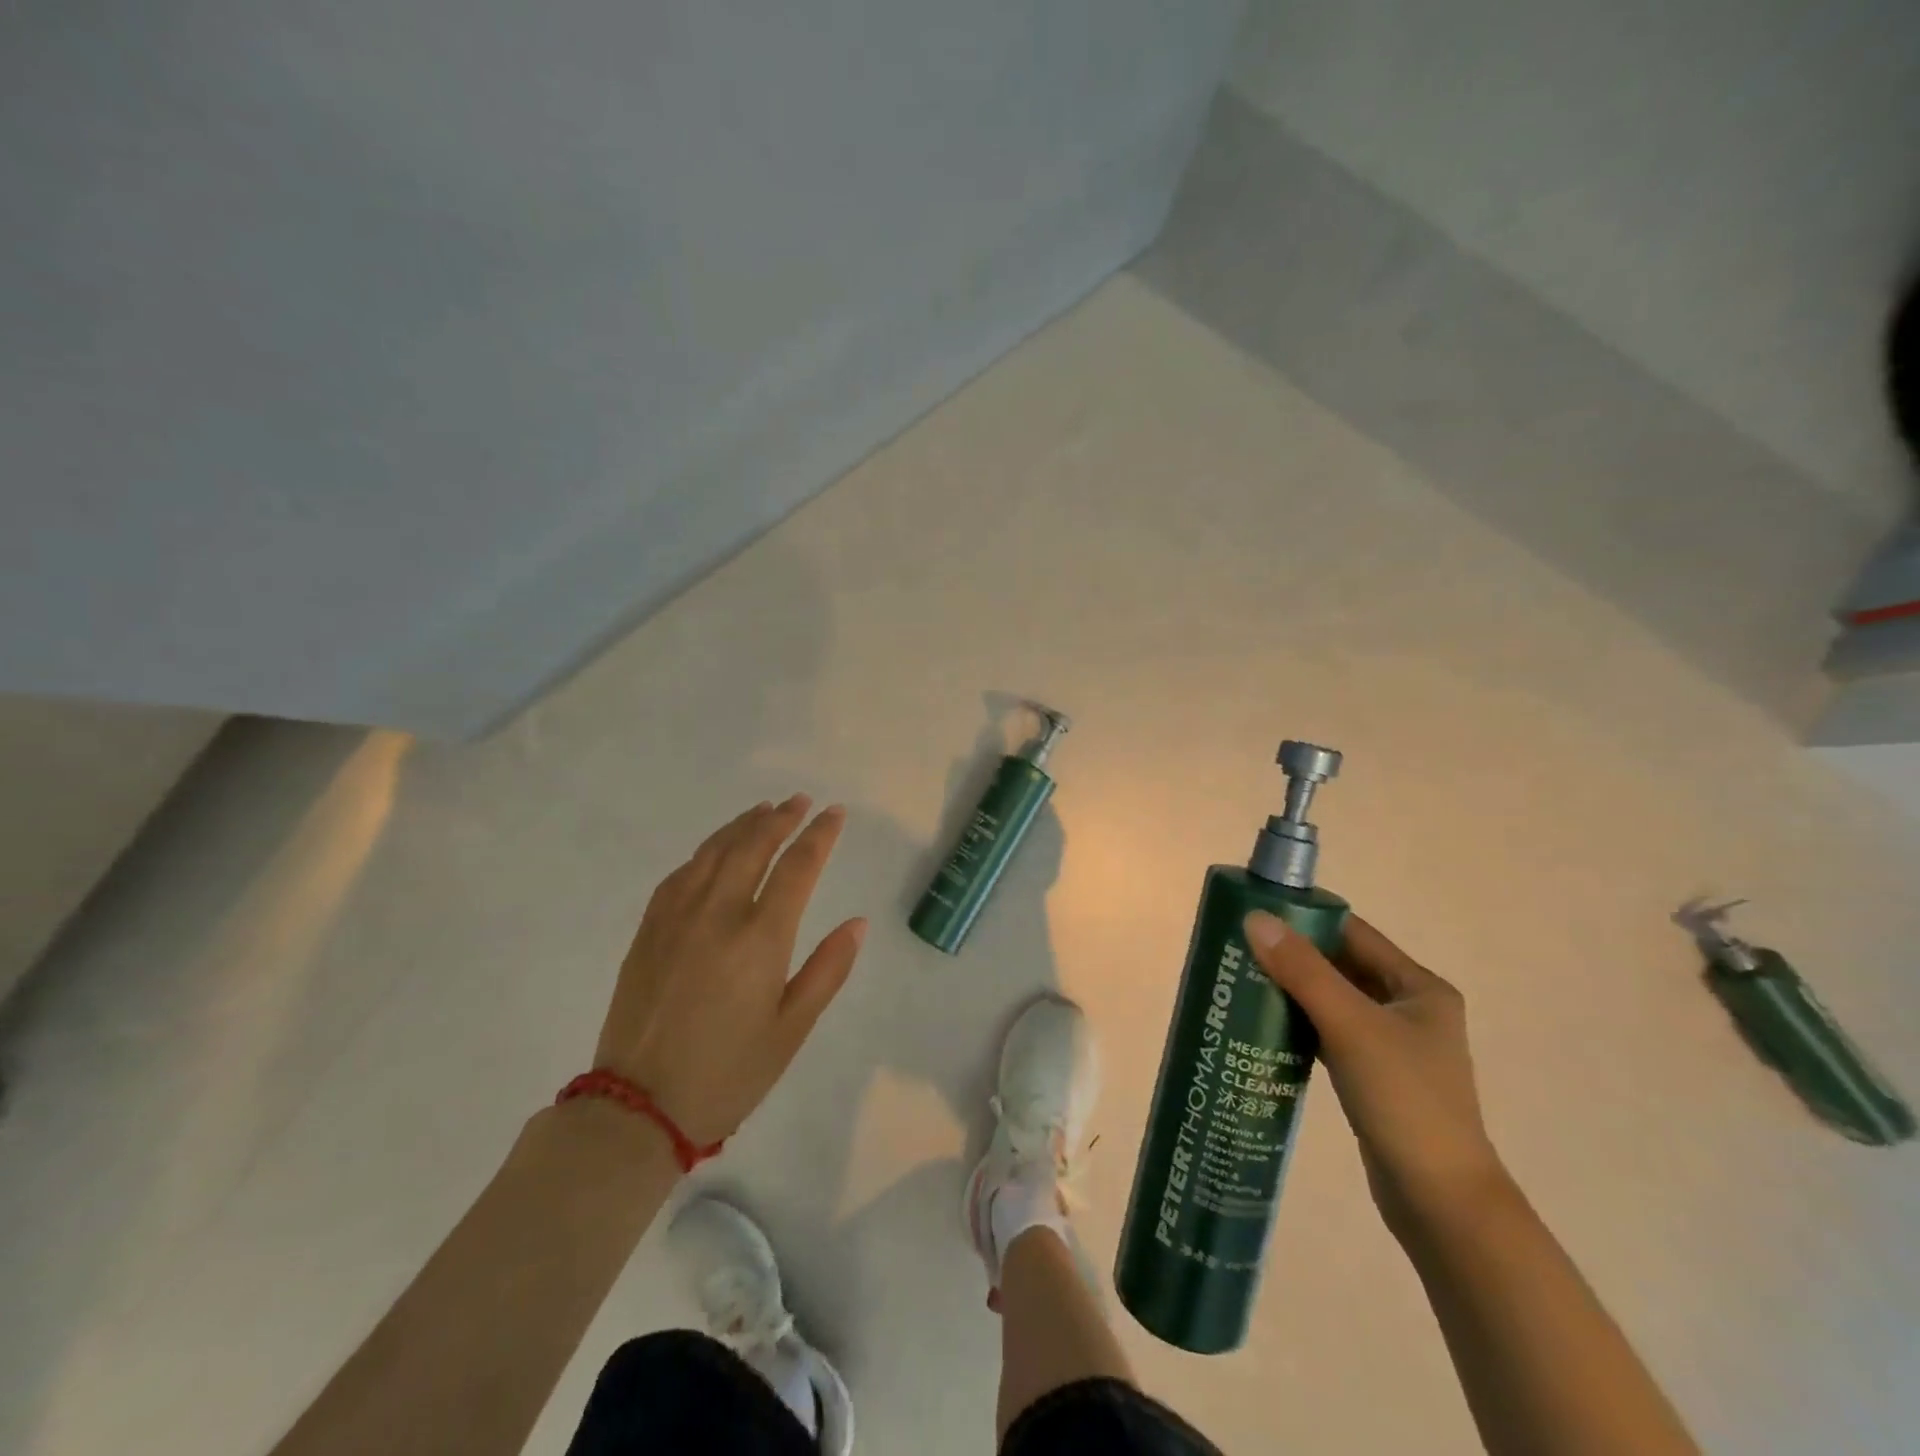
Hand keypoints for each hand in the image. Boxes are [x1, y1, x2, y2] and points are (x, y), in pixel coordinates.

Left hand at [595, 794, 866, 1146]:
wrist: (638, 1108)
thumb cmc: (729, 1073)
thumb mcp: (792, 1029)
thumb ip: (827, 970)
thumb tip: (857, 922)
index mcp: (760, 938)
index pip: (797, 867)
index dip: (819, 835)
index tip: (835, 814)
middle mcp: (718, 914)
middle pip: (753, 847)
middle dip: (780, 818)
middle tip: (800, 800)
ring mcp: (676, 918)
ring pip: (714, 852)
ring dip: (742, 826)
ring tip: (763, 809)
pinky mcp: (648, 931)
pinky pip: (680, 874)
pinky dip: (704, 852)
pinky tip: (714, 850)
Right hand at [1243, 911, 1506, 1235]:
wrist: (1441, 1203)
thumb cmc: (1404, 1100)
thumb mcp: (1351, 1027)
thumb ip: (1303, 971)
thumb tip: (1255, 919)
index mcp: (1418, 987)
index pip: (1353, 933)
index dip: (1305, 920)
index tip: (1255, 915)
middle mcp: (1409, 1008)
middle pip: (1340, 966)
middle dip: (1292, 956)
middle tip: (1238, 948)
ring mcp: (1392, 1045)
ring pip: (1332, 1001)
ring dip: (1292, 990)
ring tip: (1241, 980)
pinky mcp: (1374, 1075)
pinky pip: (1329, 1033)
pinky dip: (1300, 1024)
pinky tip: (1264, 1024)